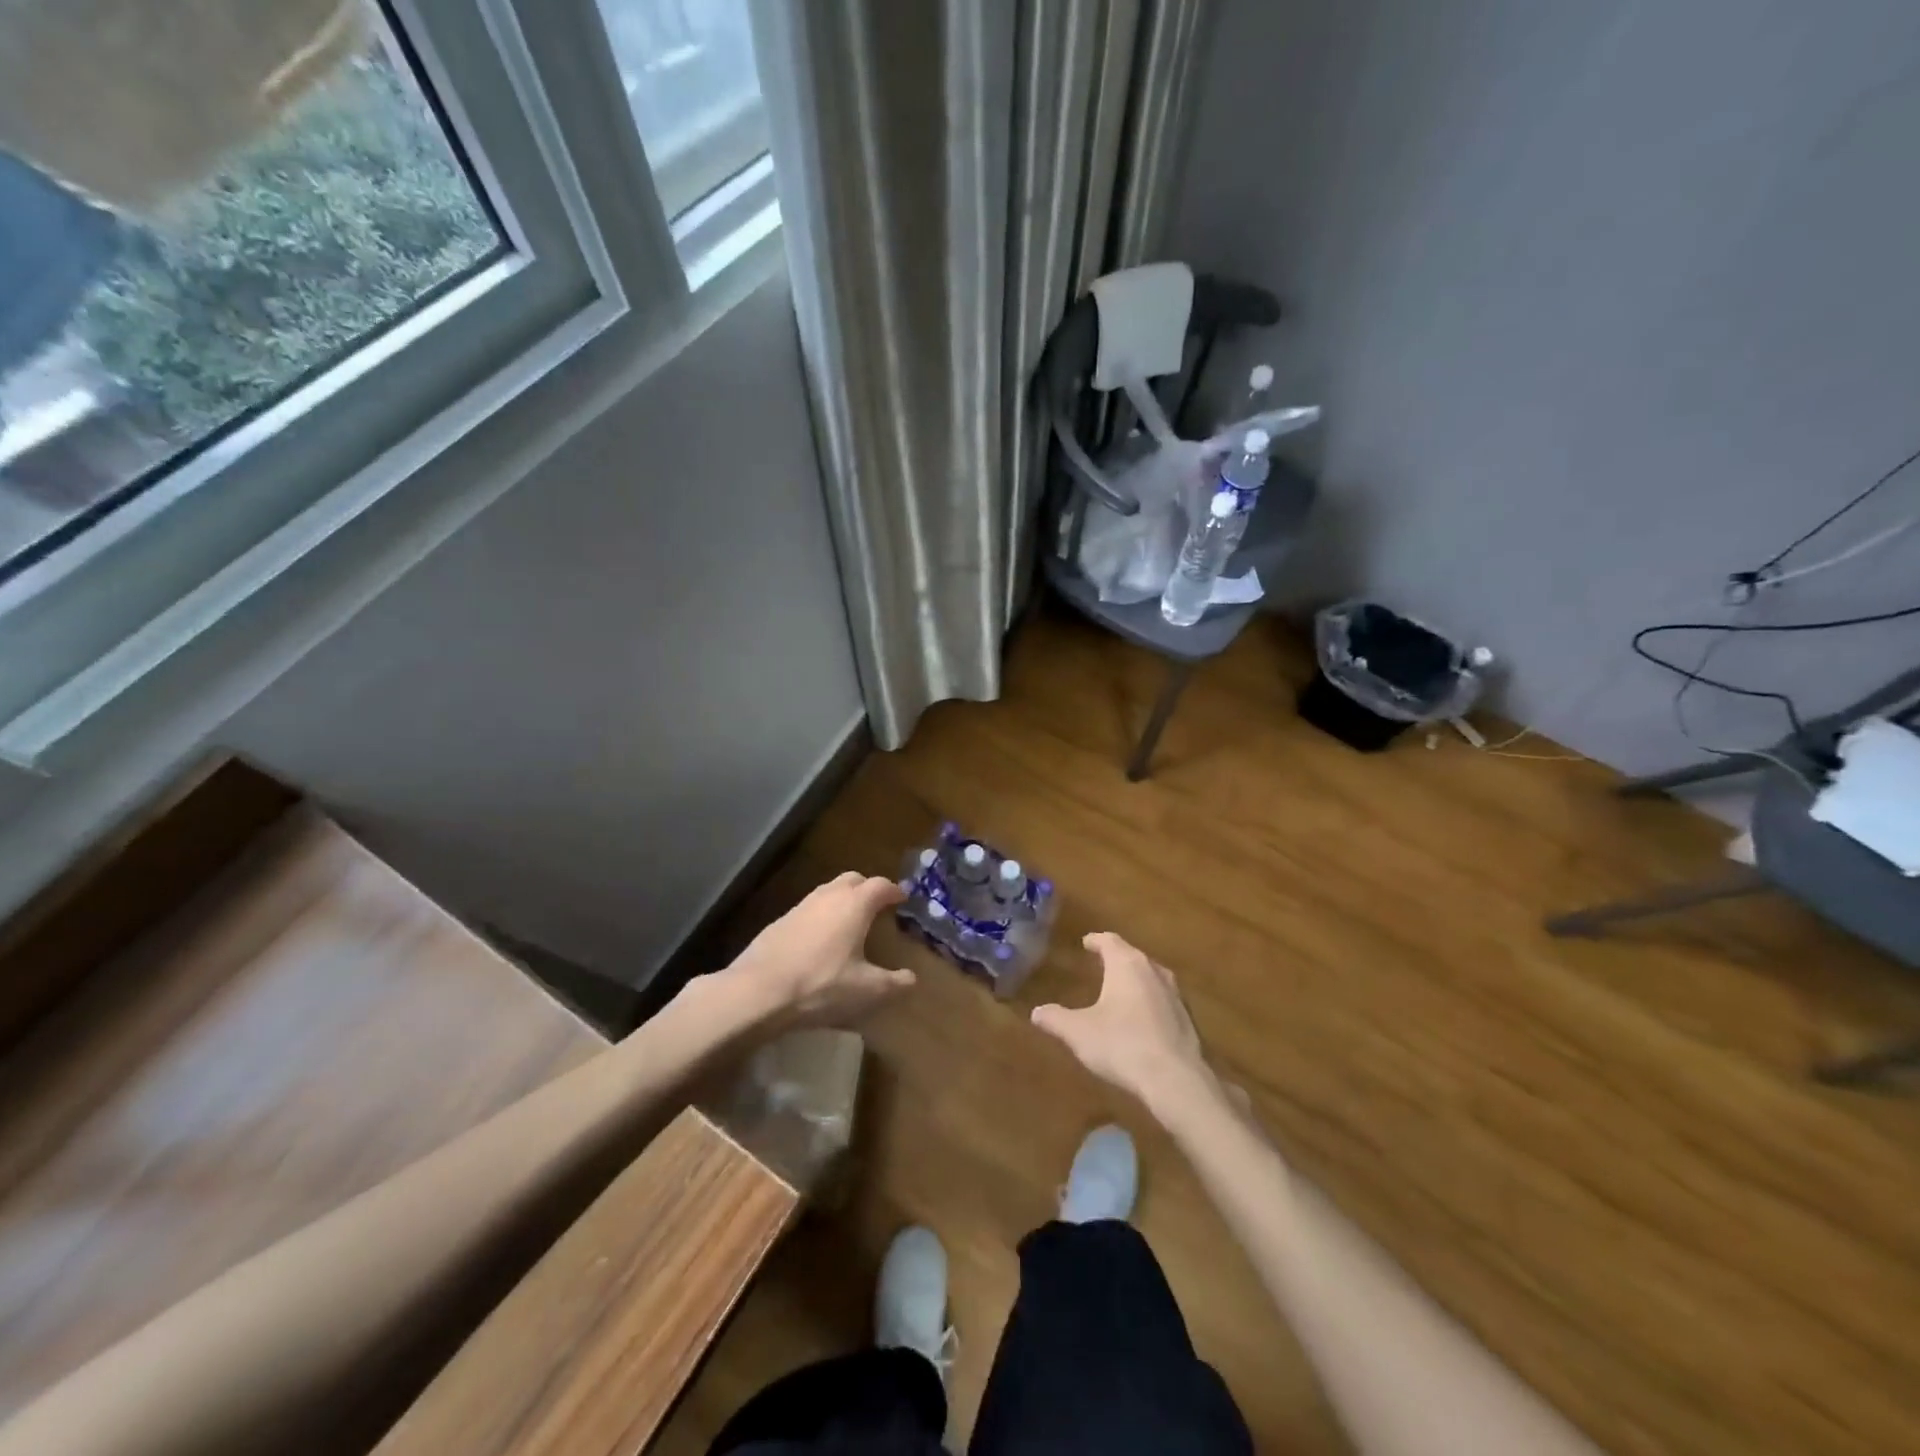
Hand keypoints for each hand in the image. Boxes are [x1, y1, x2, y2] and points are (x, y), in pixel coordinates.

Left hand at [720, 872, 915, 1027]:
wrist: (758, 991)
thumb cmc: (821, 985)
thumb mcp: (866, 990)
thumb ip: (894, 983)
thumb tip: (912, 979)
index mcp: (855, 905)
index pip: (881, 886)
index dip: (894, 890)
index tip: (903, 898)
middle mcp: (828, 896)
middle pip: (853, 879)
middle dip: (867, 888)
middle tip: (877, 906)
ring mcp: (800, 906)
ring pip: (828, 891)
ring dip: (842, 900)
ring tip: (850, 922)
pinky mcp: (779, 922)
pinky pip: (808, 909)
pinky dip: (821, 916)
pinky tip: (819, 940)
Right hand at [1032, 932, 1219, 1121]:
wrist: (1175, 1080)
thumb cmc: (1121, 1045)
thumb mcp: (1078, 1033)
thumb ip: (1056, 1019)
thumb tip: (1036, 1012)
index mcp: (1126, 965)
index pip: (1109, 941)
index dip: (1096, 940)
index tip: (1086, 942)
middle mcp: (1153, 971)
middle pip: (1132, 956)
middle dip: (1116, 958)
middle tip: (1101, 963)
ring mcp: (1175, 994)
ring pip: (1151, 976)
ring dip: (1135, 980)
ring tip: (1121, 989)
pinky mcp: (1187, 1019)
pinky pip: (1163, 1000)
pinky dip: (1149, 1002)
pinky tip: (1142, 1019)